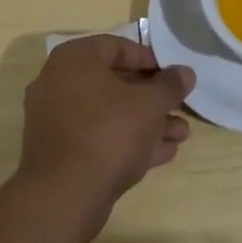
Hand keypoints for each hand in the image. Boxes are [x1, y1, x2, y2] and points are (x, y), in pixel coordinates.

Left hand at [15, 35, 194, 239]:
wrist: (64, 196)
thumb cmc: (108, 132)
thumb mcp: (149, 104)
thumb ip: (170, 85)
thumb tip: (185, 73)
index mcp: (74, 59)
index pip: (117, 47)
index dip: (150, 60)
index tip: (174, 76)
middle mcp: (59, 83)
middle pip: (115, 83)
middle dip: (153, 98)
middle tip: (181, 107)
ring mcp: (56, 120)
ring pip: (109, 113)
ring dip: (146, 122)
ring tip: (181, 135)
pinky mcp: (60, 153)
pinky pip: (98, 137)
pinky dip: (127, 141)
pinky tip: (162, 153)